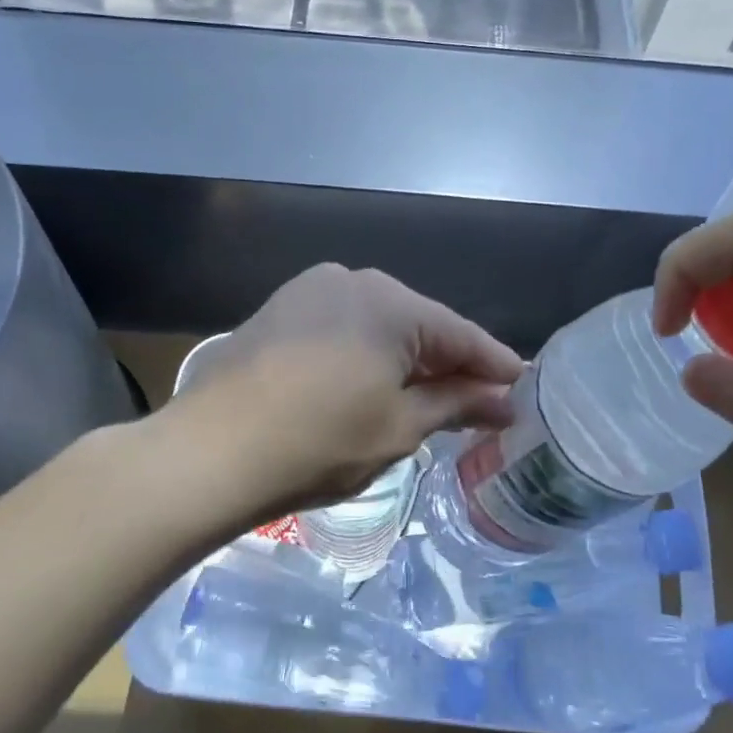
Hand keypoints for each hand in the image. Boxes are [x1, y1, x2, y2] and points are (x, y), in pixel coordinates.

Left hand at [169, 264, 522, 519]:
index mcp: (389, 301)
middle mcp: (350, 279)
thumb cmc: (320, 443)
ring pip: (378, 326)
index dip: (494, 366)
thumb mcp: (399, 427)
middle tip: (479, 403)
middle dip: (448, 364)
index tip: (521, 390)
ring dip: (405, 361)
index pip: (460, 334)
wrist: (211, 452)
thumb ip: (455, 404)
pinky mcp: (278, 312)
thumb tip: (502, 400)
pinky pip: (342, 329)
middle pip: (418, 325)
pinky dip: (365, 355)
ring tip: (429, 399)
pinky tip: (373, 384)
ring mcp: (307, 291)